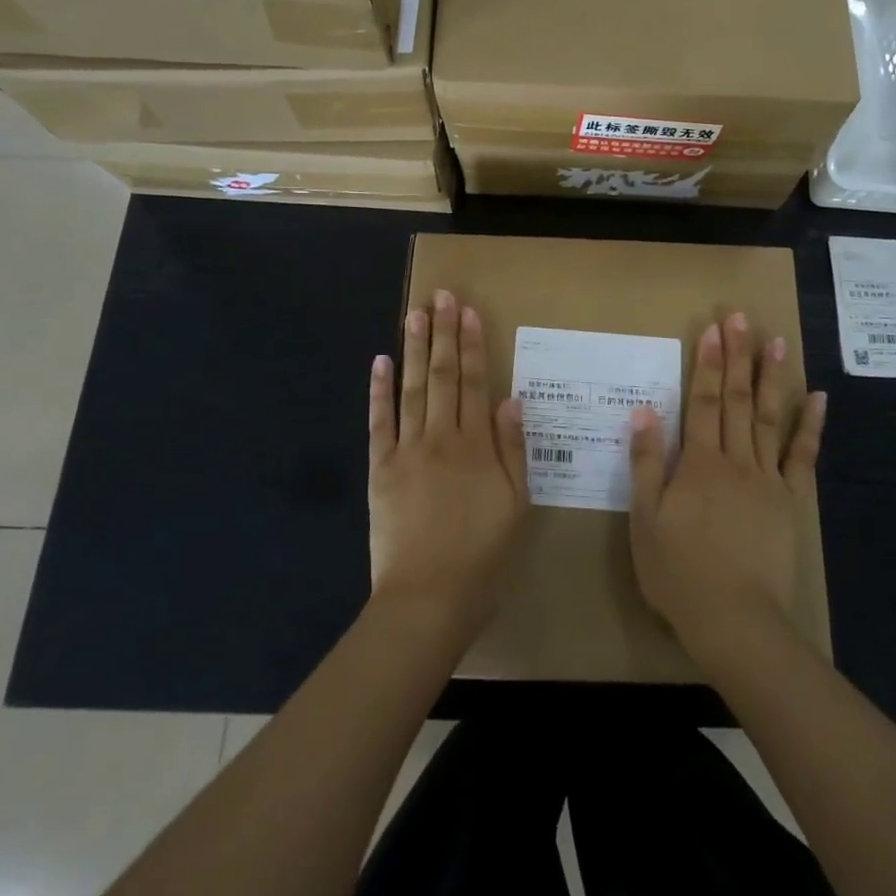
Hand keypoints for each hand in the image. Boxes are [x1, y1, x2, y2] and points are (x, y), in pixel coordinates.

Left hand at [368, 290, 528, 639]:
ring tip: (414, 313)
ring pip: (410, 388)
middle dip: (442, 333)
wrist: (428, 599)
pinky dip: (378, 391)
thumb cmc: (482, 556)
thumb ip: (514, 451)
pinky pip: (379, 422)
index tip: (468, 312)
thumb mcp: (516, 507)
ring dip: (412, 348)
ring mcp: (407, 450)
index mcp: (477, 446)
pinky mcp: (381, 468)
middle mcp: (442, 437)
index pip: (475, 382)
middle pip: (442, 375)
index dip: (472, 344)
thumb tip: (512, 400)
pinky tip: (379, 362)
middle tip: (441, 296)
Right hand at [628, 312, 826, 674]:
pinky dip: (811, 426)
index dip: (708, 363)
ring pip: (769, 418)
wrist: (735, 620)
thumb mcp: (645, 519)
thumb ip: (644, 462)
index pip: (703, 401)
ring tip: (777, 342)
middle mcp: (735, 459)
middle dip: (738, 355)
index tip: (713, 328)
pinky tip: (819, 398)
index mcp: (697, 462)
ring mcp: (767, 479)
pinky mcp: (791, 501)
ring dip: (772, 377)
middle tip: (741, 317)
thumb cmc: (679, 572)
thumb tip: (645, 410)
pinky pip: (802, 457)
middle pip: (737, 399)